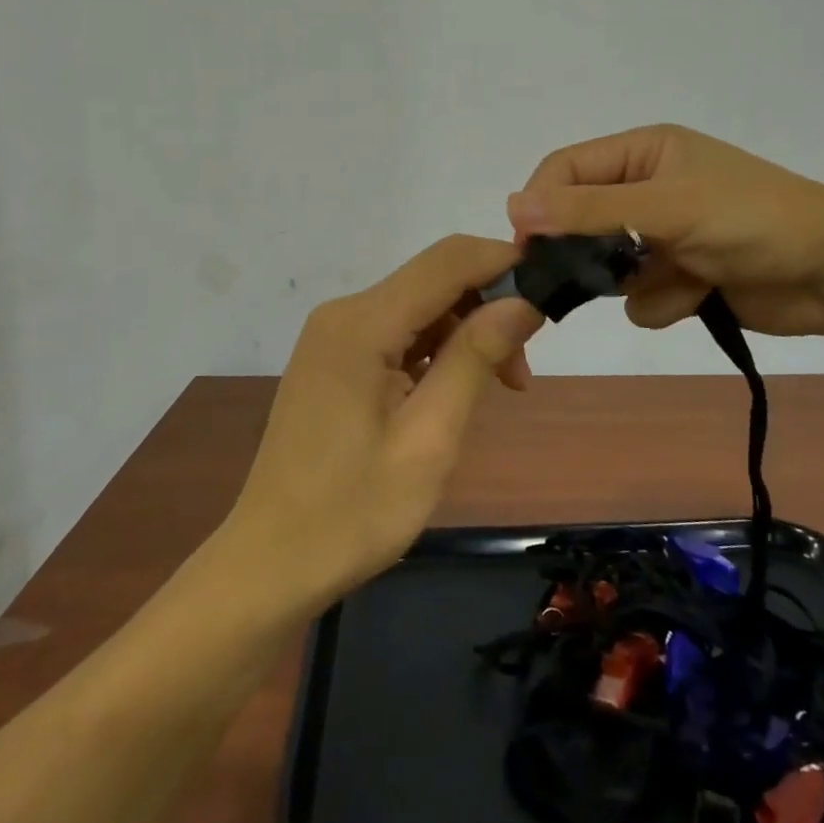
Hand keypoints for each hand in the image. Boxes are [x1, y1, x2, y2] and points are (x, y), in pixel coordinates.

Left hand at [222, 236, 544, 604]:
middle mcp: (344, 312)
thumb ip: (474, 358)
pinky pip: (398, 331)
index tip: (552, 293)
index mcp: (362, 324)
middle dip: (489, 307)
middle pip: (435, 279)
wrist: (270, 563)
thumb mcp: (429, 438)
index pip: (449, 259)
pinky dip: (436, 349)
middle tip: (520, 374)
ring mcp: (334, 334)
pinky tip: (451, 392)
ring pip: (421, 305)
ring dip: (466, 333)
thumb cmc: (353, 512)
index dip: (505, 262)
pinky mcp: (334, 356)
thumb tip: (524, 300)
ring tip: (496, 390)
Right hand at [507, 124, 823, 337]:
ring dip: (637, 281)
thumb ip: (589, 209)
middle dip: (590, 251)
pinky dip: (666, 300)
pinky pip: (642, 295)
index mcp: (645, 152)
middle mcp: (649, 188)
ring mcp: (666, 234)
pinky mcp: (683, 275)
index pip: (567, 169)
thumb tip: (513, 205)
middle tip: (592, 276)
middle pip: (583, 220)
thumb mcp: (667, 206)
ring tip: (680, 277)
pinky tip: (701, 295)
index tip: (527, 247)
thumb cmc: (752, 219)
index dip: (543, 203)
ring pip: (609, 267)